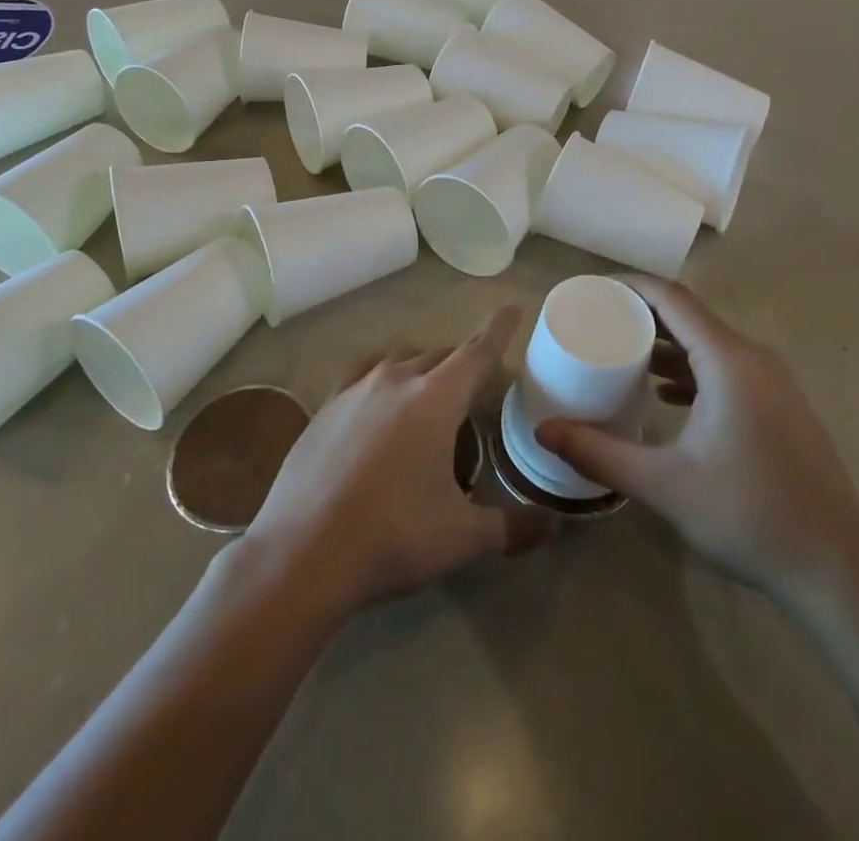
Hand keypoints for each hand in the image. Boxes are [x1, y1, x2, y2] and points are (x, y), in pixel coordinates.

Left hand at [242, 306, 557, 616]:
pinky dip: (381, 376)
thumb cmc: (393, 537)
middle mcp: (397, 379)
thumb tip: (555, 524)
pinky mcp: (325, 406)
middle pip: (440, 356)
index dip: (499, 329)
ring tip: (430, 396)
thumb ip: (514, 527)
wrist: (302, 553)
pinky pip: (362, 373)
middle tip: (476, 390)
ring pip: (400, 360)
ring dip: (422, 368)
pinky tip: (378, 401)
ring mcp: (355, 389)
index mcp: (436, 398)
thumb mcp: (462, 538)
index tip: (513, 305)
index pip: (477, 351)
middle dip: (462, 365)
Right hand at [537, 275, 858, 598]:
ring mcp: (774, 383)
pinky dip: (692, 370)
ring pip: (710, 344)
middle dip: (643, 315)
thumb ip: (599, 454)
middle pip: (690, 317)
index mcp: (729, 361)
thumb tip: (544, 431)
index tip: (593, 290)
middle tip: (598, 324)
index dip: (631, 286)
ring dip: (667, 344)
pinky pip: (728, 369)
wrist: (838, 569)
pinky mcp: (781, 406)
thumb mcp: (663, 485)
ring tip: (623, 357)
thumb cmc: (749, 515)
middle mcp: (754, 359)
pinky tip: (668, 397)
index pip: (673, 299)